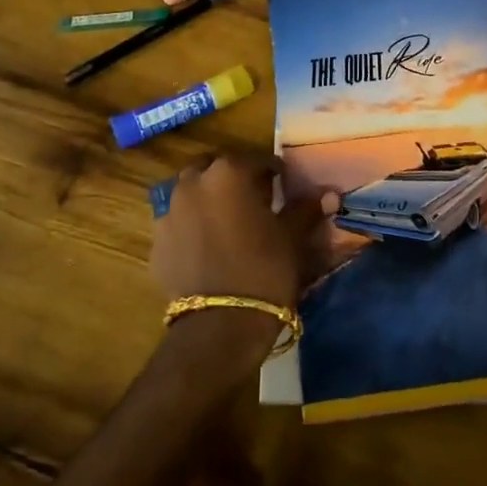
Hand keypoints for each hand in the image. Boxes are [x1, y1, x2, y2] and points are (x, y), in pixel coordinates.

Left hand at [150, 153, 320, 312]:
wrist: (219, 325)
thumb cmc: (264, 270)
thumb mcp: (291, 237)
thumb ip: (305, 209)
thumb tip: (329, 194)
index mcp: (228, 174)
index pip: (255, 160)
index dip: (272, 171)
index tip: (282, 184)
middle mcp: (193, 184)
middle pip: (215, 168)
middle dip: (233, 178)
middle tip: (253, 197)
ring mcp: (169, 212)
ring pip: (190, 192)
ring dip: (208, 198)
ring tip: (228, 221)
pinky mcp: (157, 242)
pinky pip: (177, 223)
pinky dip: (192, 226)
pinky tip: (207, 246)